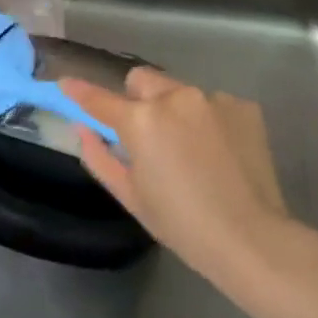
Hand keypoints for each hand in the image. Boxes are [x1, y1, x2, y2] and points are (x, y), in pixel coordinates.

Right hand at [60, 68, 295, 284]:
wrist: (250, 236)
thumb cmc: (181, 224)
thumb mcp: (131, 196)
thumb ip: (99, 157)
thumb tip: (83, 130)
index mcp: (142, 120)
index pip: (100, 98)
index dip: (80, 91)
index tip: (67, 83)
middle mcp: (176, 96)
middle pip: (143, 81)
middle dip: (138, 100)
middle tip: (148, 136)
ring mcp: (213, 98)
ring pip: (180, 91)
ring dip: (176, 110)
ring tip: (192, 150)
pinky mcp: (243, 105)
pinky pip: (213, 104)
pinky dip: (210, 120)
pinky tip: (221, 152)